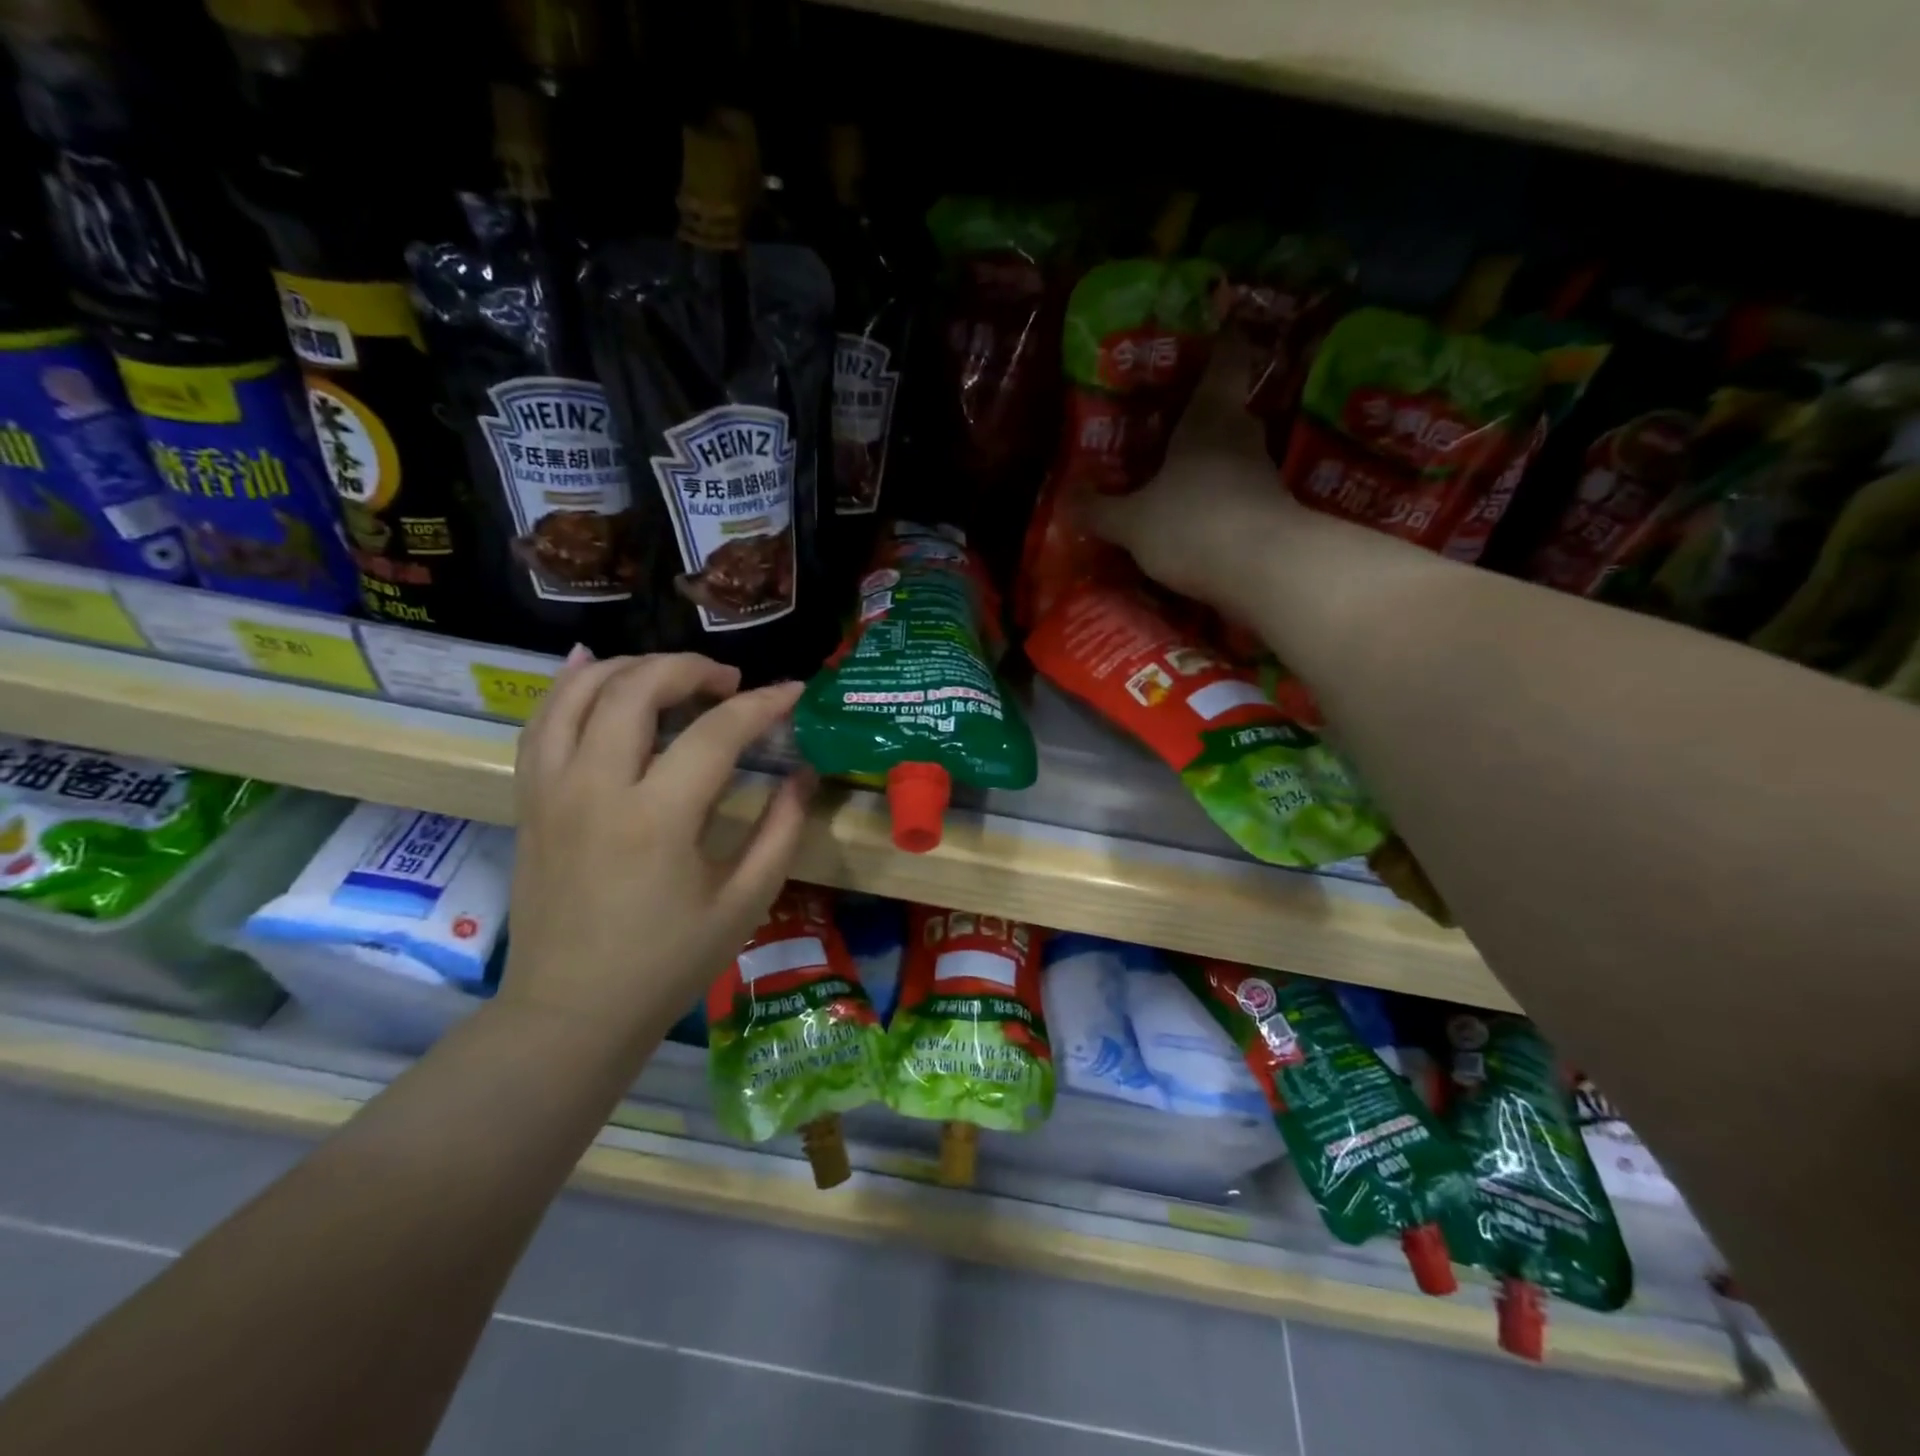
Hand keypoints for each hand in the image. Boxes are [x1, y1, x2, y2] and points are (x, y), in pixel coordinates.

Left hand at [499, 650, 813, 1055]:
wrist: (570, 1013)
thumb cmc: (667, 964)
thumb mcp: (744, 903)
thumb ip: (781, 831)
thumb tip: (803, 774)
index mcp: (658, 819)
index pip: (717, 732)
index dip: (763, 704)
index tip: (793, 692)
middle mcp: (596, 787)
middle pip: (638, 689)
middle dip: (691, 668)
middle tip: (729, 682)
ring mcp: (552, 790)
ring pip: (581, 692)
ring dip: (632, 666)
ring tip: (672, 673)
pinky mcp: (530, 800)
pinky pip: (541, 721)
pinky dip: (569, 684)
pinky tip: (591, 663)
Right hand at [1083, 330, 1300, 614]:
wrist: (1264, 571)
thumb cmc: (1192, 524)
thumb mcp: (1131, 522)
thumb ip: (1099, 510)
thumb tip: (1066, 497)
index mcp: (1208, 418)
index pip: (1225, 360)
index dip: (1221, 340)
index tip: (1216, 326)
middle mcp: (1242, 436)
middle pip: (1227, 411)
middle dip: (1203, 416)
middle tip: (1171, 425)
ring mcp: (1263, 476)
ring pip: (1234, 457)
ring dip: (1211, 465)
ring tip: (1178, 480)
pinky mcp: (1272, 514)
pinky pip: (1240, 497)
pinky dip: (1221, 503)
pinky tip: (1198, 522)